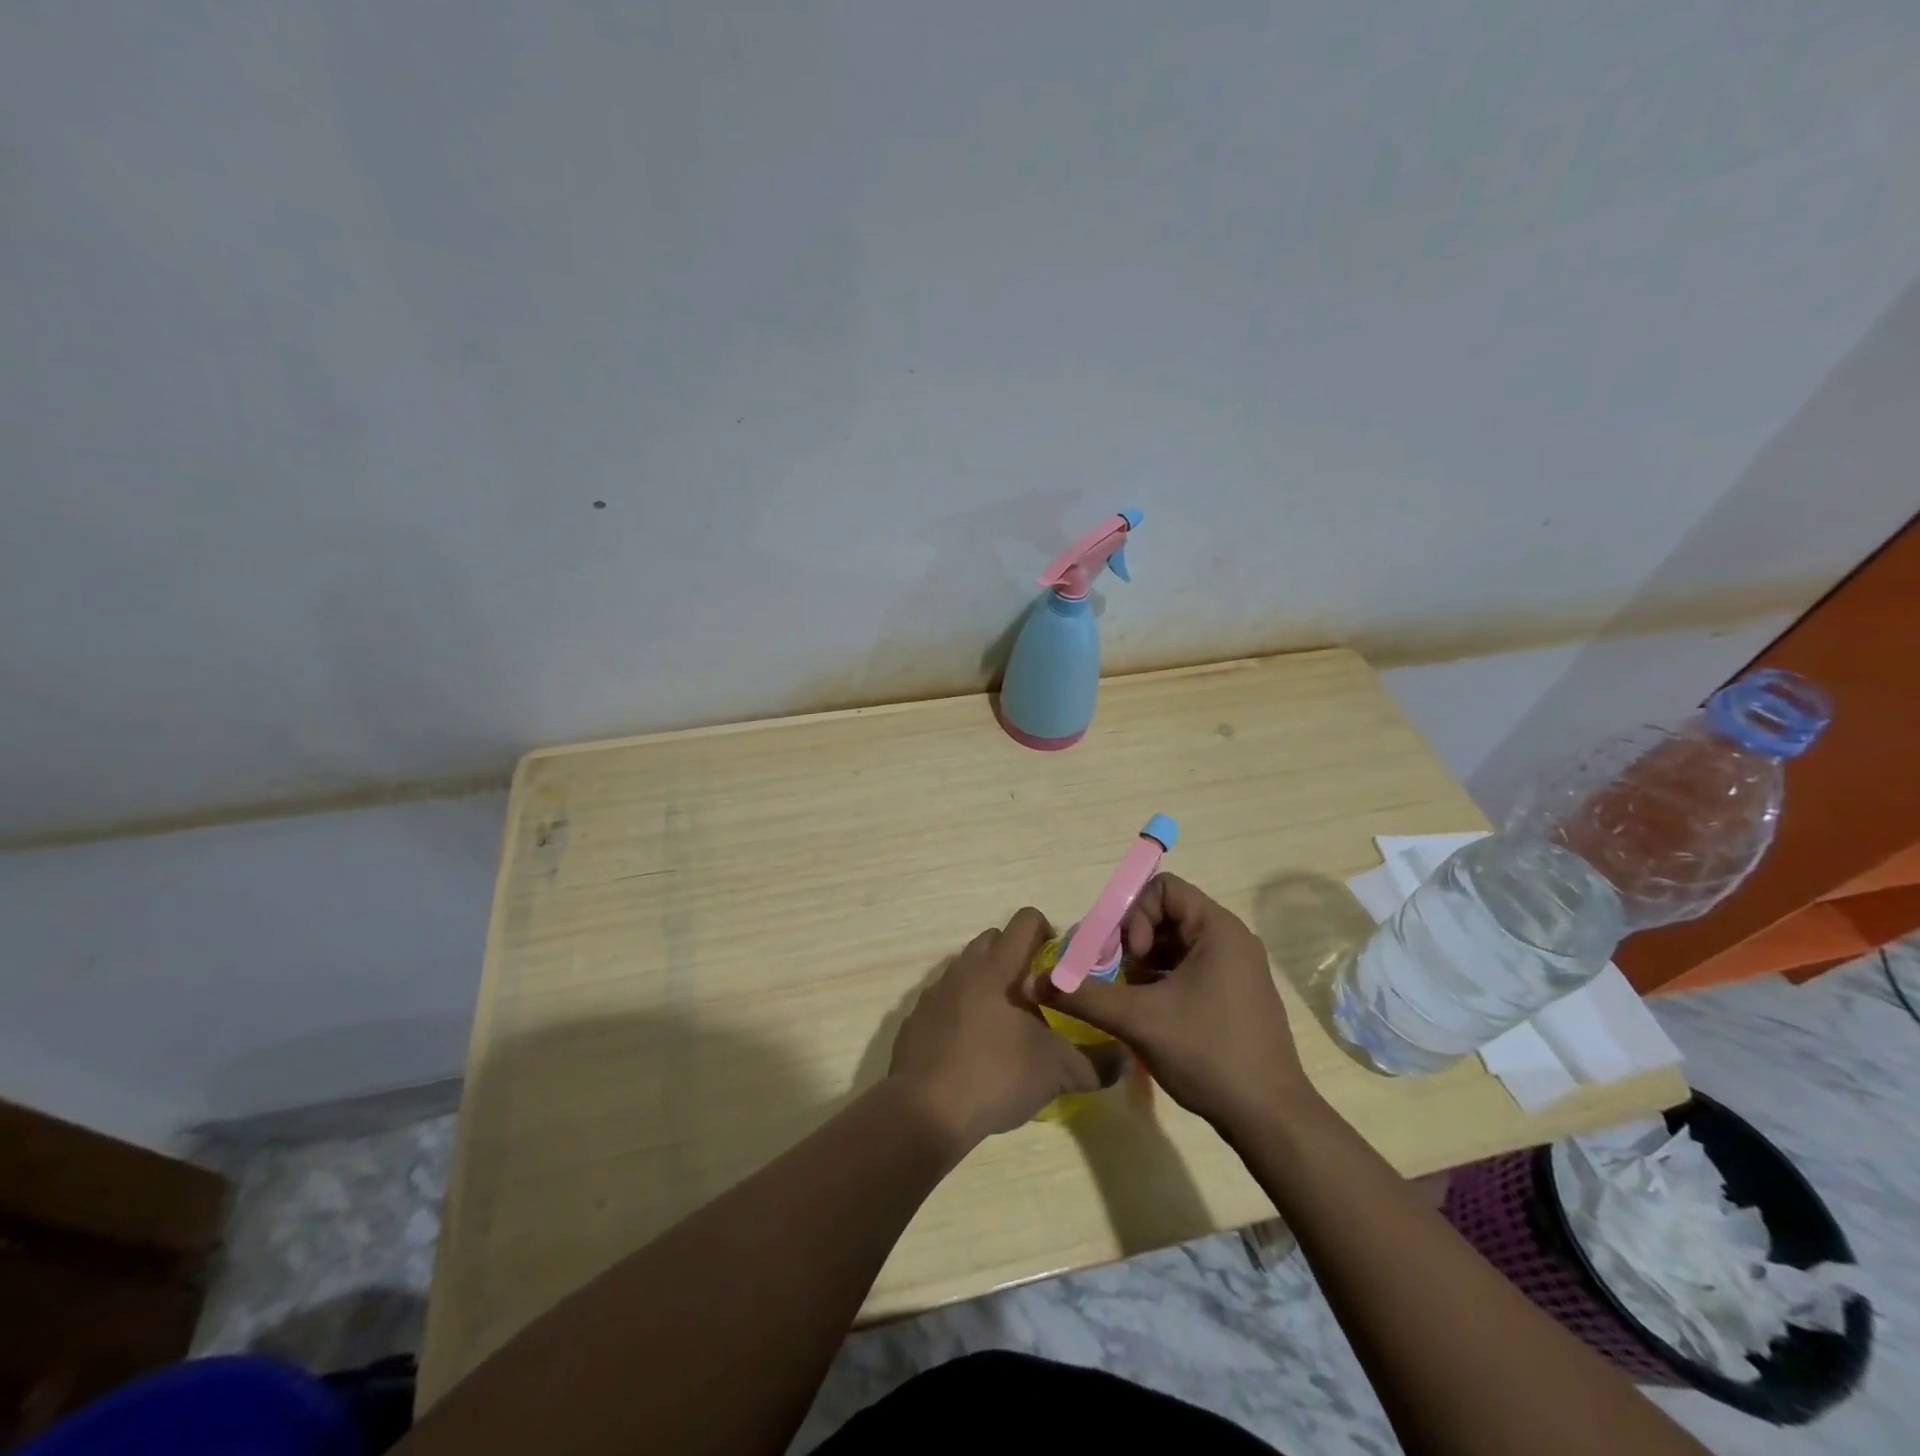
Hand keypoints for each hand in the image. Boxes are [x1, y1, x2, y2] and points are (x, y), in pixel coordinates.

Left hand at [888, 907, 1125, 1150]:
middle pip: (994, 940)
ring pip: (968, 969)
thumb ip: (1094, 1063)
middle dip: (1018, 958)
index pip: (1025, 921)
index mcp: (996, 968)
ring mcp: (934, 993)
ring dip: (990, 984)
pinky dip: (964, 1011)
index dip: (1048, 933)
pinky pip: (947, 1000)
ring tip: (1008, 1025)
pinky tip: (975, 1049)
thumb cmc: (995, 1075)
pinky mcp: (916, 1020)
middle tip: (1038, 996)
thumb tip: (1122, 1059)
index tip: (1060, 965)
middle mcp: (963, 969)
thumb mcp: (1056, 1072)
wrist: (924, 1112)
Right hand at [1034, 874, 1312, 1134]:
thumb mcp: (1139, 1020)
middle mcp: (1230, 940)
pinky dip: (1160, 981)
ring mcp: (1234, 969)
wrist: (1270, 1119)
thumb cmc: (1208, 1054)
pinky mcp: (1232, 995)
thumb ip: (1084, 995)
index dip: (1135, 914)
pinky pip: (1187, 969)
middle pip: (1166, 915)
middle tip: (1114, 976)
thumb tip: (1032, 982)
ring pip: (1174, 945)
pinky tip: (1145, 1013)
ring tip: (1125, 997)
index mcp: (1218, 930)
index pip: (1163, 889)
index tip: (1129, 956)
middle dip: (1132, 940)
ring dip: (1142, 964)